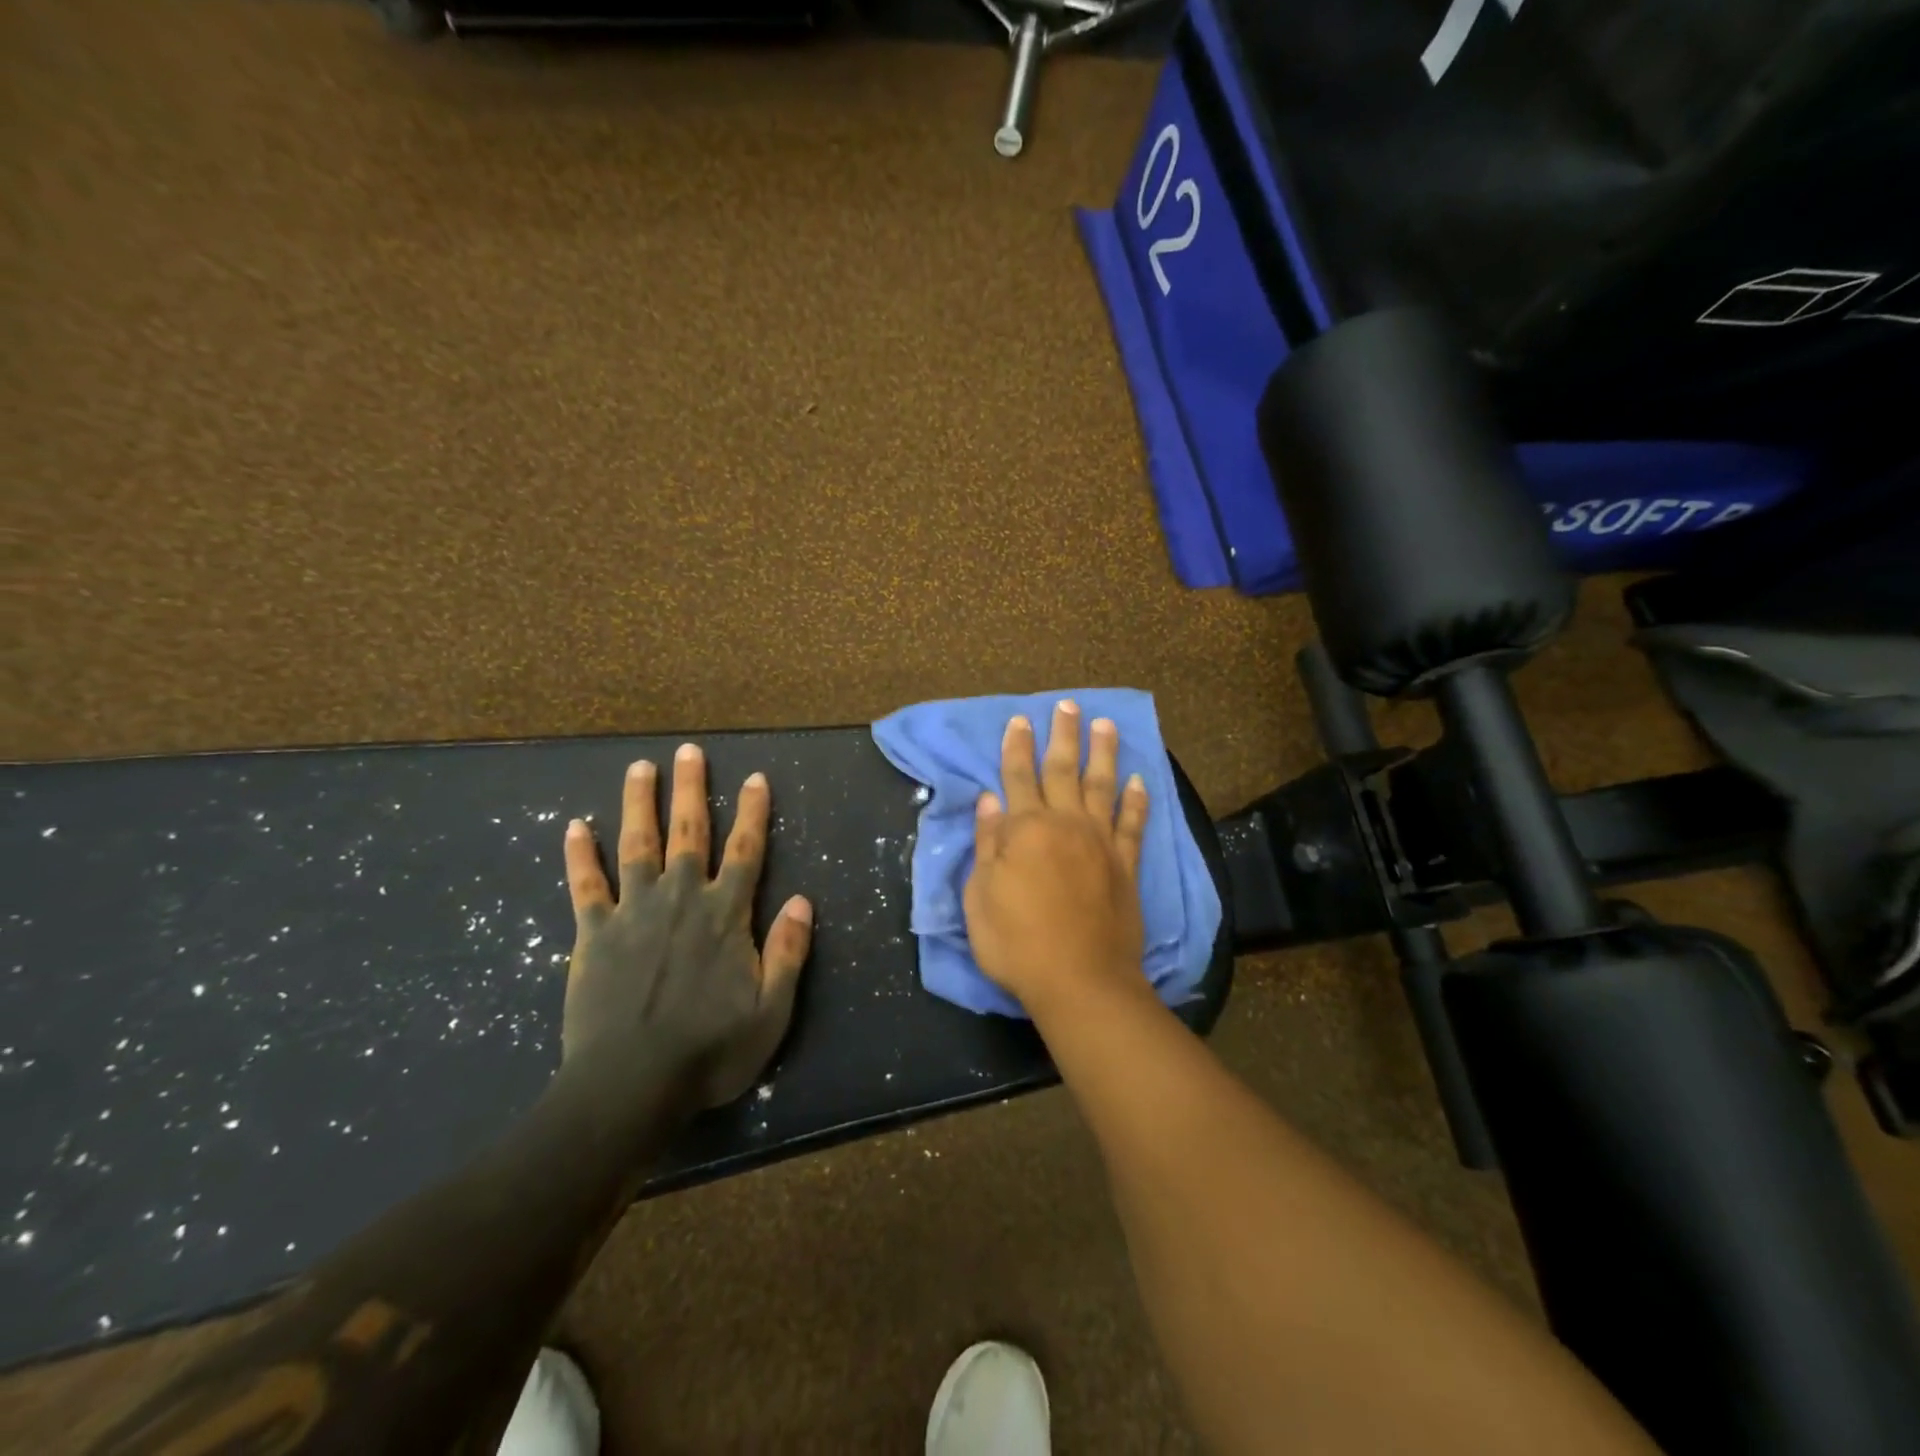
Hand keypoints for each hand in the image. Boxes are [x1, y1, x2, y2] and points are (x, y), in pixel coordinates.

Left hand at [561, 744, 812, 1108]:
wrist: (630, 1086)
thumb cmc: (709, 1052)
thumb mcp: (771, 1012)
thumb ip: (789, 952)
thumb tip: (804, 900)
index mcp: (725, 915)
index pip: (745, 851)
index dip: (753, 813)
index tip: (755, 778)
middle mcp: (681, 899)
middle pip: (688, 833)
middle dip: (691, 790)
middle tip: (689, 751)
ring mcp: (633, 912)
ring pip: (636, 845)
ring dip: (638, 804)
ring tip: (639, 767)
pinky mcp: (593, 934)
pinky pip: (585, 886)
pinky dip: (579, 855)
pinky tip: (574, 826)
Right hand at [964, 700, 1150, 1014]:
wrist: (1080, 980)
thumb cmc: (1017, 942)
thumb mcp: (981, 896)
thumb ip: (987, 843)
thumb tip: (989, 800)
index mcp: (1025, 830)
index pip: (1018, 777)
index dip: (1016, 747)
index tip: (1020, 719)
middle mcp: (1065, 824)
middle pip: (1062, 770)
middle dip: (1062, 735)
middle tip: (1067, 704)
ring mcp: (1100, 842)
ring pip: (1102, 786)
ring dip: (1103, 753)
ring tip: (1105, 724)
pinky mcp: (1125, 865)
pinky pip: (1133, 824)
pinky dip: (1137, 800)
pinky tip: (1139, 780)